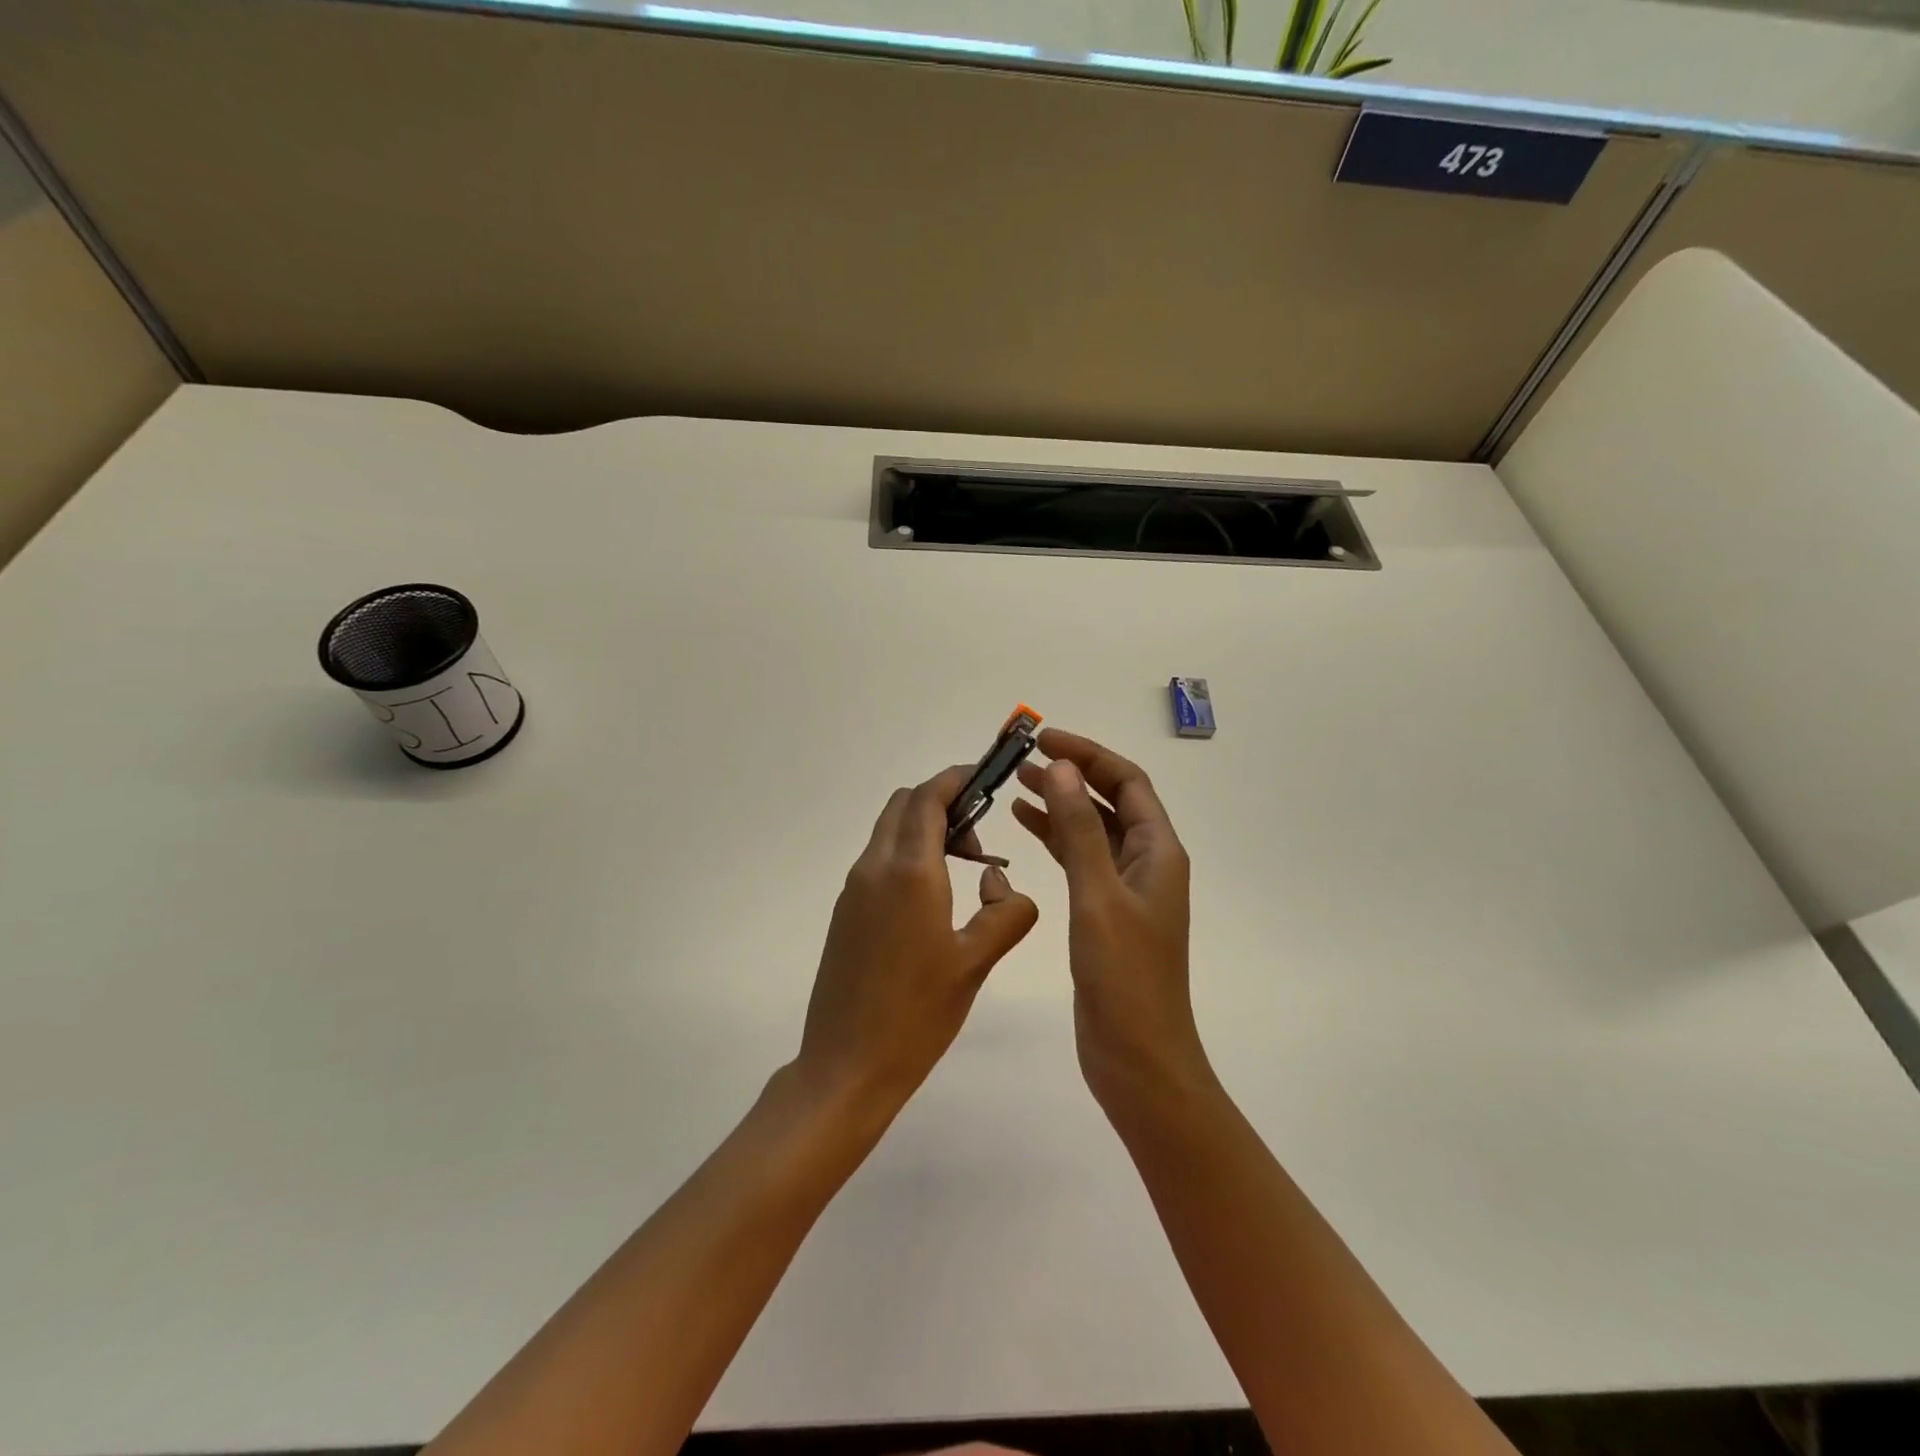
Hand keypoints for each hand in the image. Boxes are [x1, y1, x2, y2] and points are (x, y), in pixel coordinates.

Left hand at [796, 765, 1038, 1116]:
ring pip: (890, 831)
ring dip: (925, 830)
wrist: (847, 1065)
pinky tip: (935, 898)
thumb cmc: (918, 1014)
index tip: (987, 778)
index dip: (958, 778)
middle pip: (904, 804)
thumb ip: (1007, 912)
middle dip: (943, 802)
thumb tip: (999, 882)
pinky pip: (879, 860)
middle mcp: (875, 867)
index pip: (929, 796)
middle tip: (981, 835)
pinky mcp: (846, 911)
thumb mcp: (976, 962)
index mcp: (909, 871)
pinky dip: (909, 856)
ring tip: (965, 868)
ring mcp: (854, 889)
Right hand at [1010, 729, 1209, 1112]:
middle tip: (1022, 758)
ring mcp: (1126, 888)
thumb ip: (1079, 830)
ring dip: (1059, 802)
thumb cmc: (1125, 977)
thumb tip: (1062, 768)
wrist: (1138, 1057)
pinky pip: (1080, 858)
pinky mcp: (1105, 911)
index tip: (1044, 739)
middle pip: (1110, 799)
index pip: (1127, 781)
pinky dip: (1055, 837)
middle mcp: (1146, 862)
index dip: (1088, 754)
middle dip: (1071, 773)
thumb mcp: (1098, 896)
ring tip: (1015, 783)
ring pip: (1091, 828)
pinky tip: (1025, 824)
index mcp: (1157, 851)